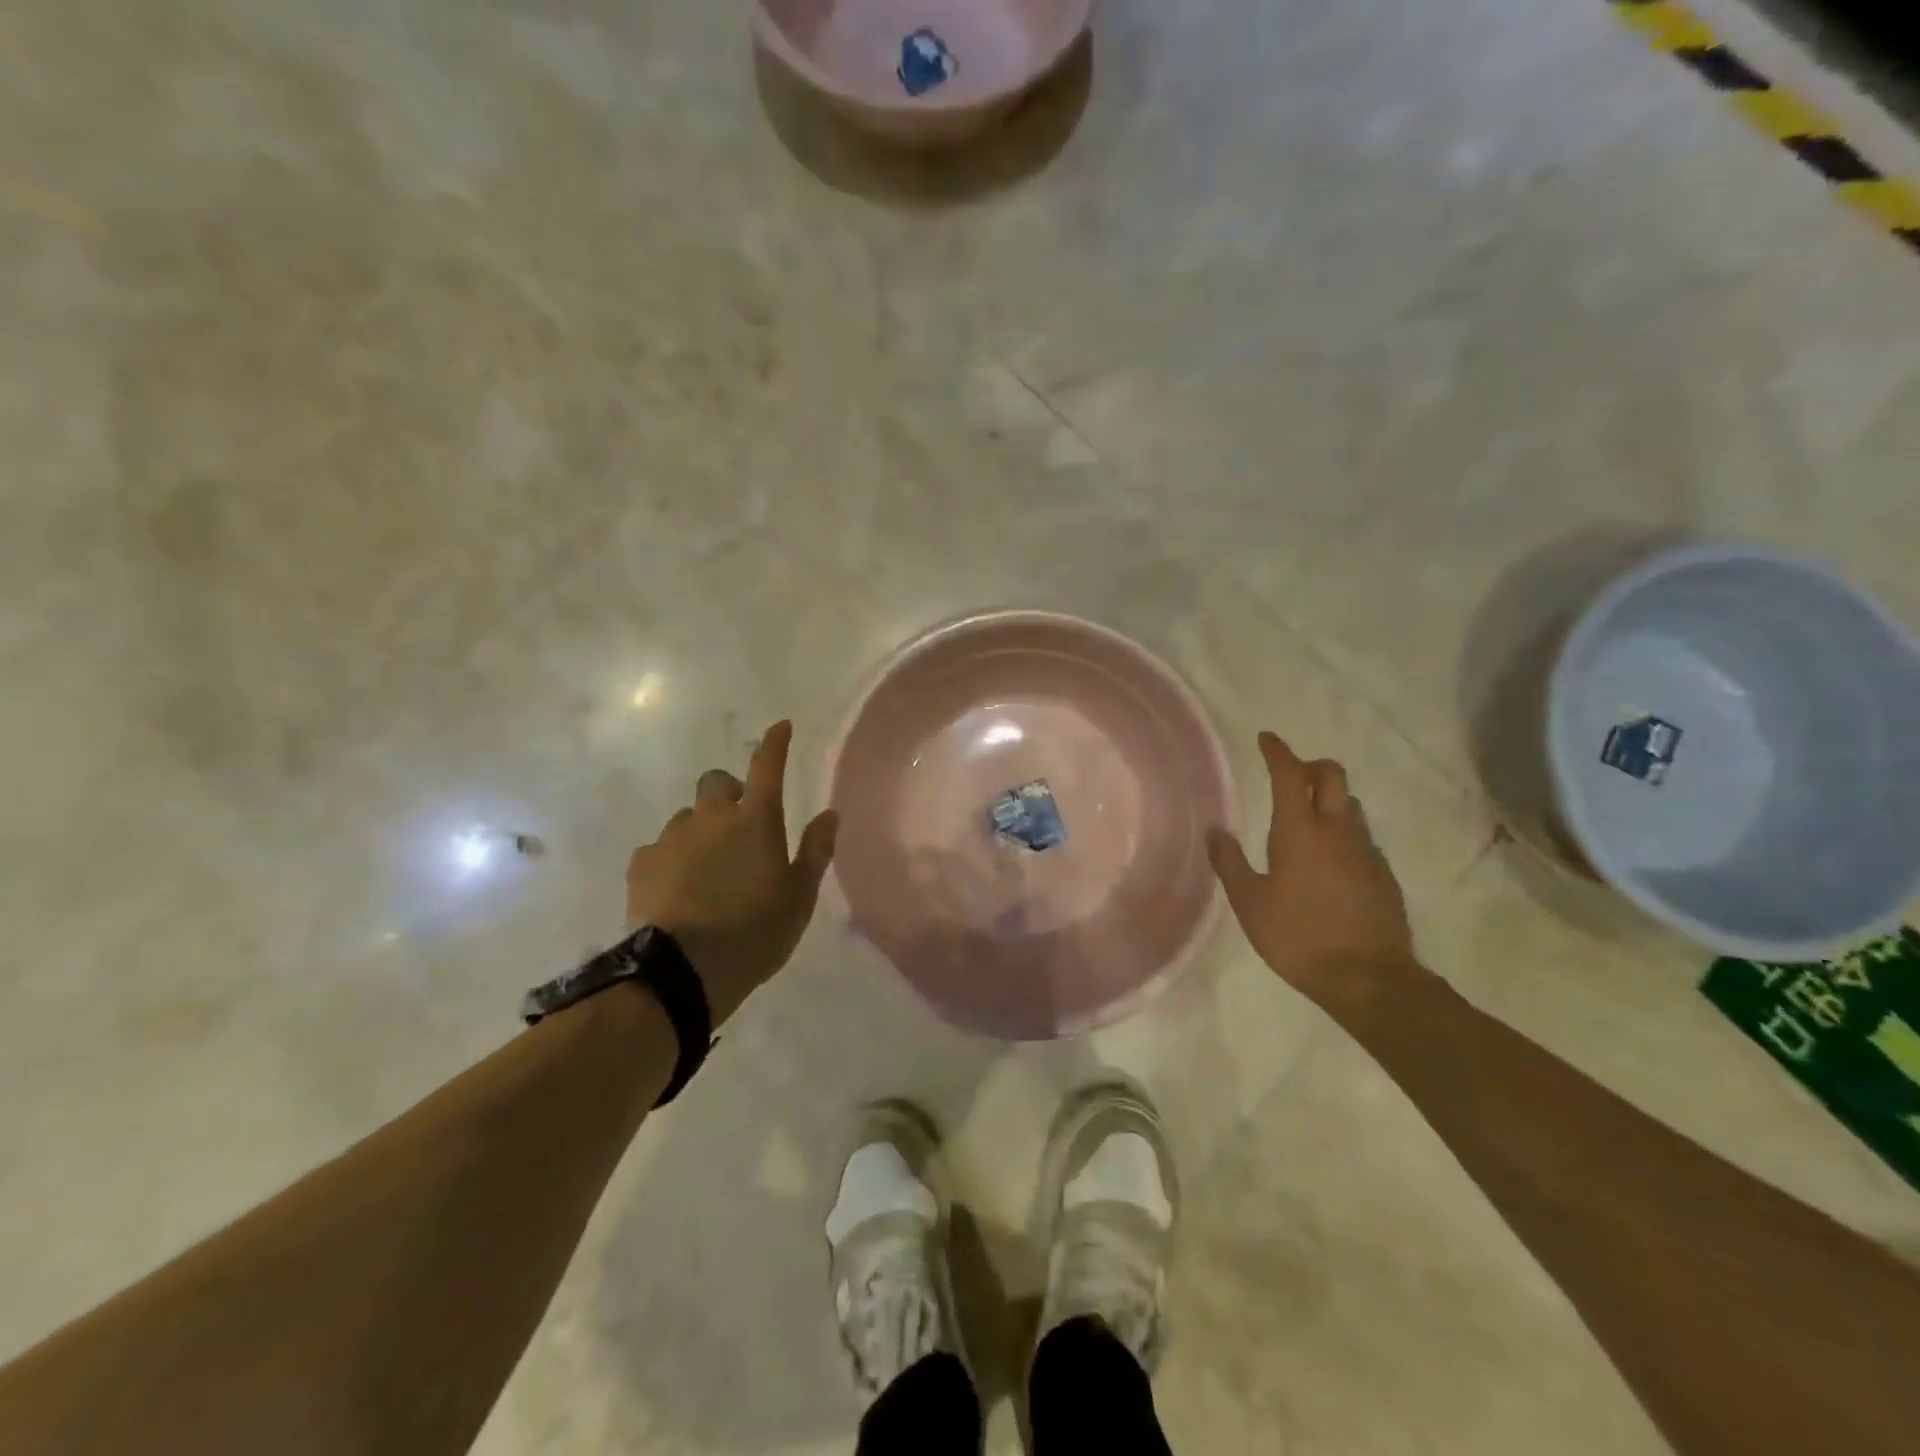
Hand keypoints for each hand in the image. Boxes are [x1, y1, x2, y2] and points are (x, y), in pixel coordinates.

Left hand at [624, 721, 838, 1027]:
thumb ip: (816, 850)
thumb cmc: (755, 931)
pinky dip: (671, 858)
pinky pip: (659, 848)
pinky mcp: (642, 864)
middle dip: (728, 793)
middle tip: (739, 827)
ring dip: (700, 830)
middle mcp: (711, 817)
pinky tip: (677, 887)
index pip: (767, 767)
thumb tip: (830, 814)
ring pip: (686, 817)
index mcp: (755, 820)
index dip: (775, 744)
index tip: (781, 726)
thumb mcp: (800, 896)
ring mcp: (672, 838)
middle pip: (716, 782)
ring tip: (706, 868)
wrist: (683, 970)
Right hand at [1207, 731, 1419, 1017]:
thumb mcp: (1249, 903)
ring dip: (1329, 798)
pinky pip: (1361, 836)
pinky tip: (1329, 861)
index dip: (1277, 752)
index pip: (1289, 774)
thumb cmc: (1298, 936)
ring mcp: (1366, 850)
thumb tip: (1215, 830)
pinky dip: (1343, 832)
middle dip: (1311, 765)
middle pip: (1332, 775)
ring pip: (1350, 805)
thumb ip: (1230, 863)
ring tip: (1307, 819)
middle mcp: (1337, 830)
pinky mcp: (1383, 874)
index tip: (1266, 738)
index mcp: (1299, 830)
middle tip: (1290, 775)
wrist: (1369, 978)